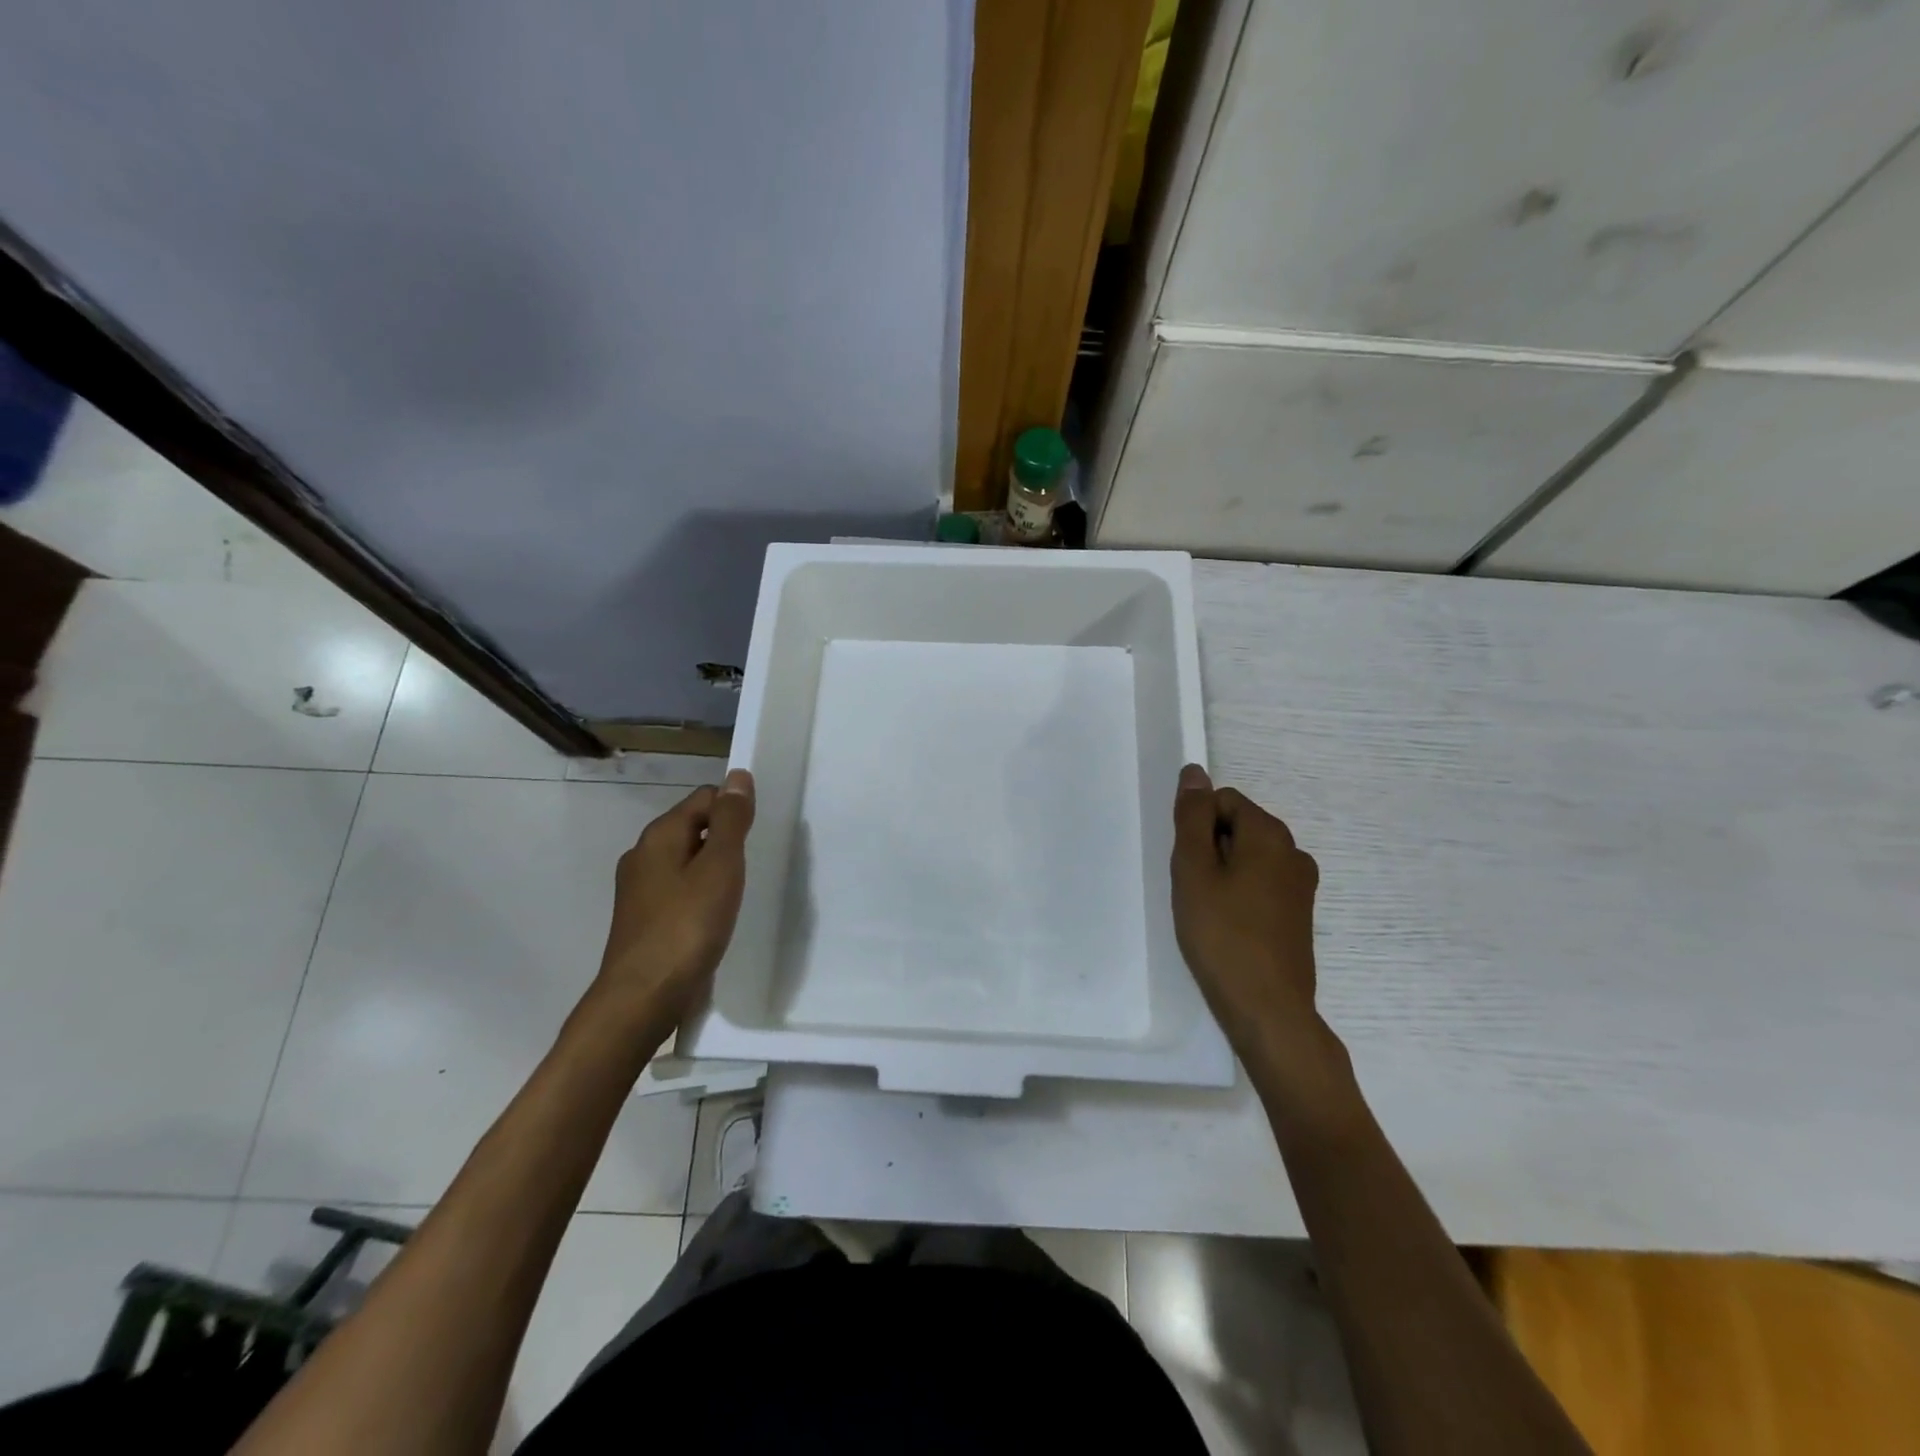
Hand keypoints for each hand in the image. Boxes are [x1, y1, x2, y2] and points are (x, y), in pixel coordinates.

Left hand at [593, 769, 755, 1027]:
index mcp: (660, 835)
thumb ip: (731, 821)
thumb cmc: (686, 927)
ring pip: (686, 861)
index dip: (734, 809)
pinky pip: (679, 890)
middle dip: (725, 840)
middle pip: (694, 827)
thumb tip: (738, 776)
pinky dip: (700, 894)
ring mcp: (639, 889)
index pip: (704, 798)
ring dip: (713, 869)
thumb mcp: (720, 867)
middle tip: (752, 865)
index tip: (757, 837)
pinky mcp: (643, 919)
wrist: (642, 999)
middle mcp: (643, 855)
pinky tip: (714, 917)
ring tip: (738, 893)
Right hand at [1171, 764, 1335, 1078]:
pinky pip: (1261, 884)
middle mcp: (1294, 851)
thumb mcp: (1193, 869)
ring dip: (1222, 874)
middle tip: (1193, 890)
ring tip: (1208, 912)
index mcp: (1270, 834)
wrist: (1268, 1009)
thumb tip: (1195, 772)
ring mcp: (1301, 885)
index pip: (1223, 800)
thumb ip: (1193, 817)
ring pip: (1247, 858)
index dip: (1197, 826)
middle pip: (1237, 827)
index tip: (1188, 865)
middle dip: (1209, 849)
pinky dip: (1239, 895)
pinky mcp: (1299, 914)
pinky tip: (1227, 927)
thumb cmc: (1222, 934)